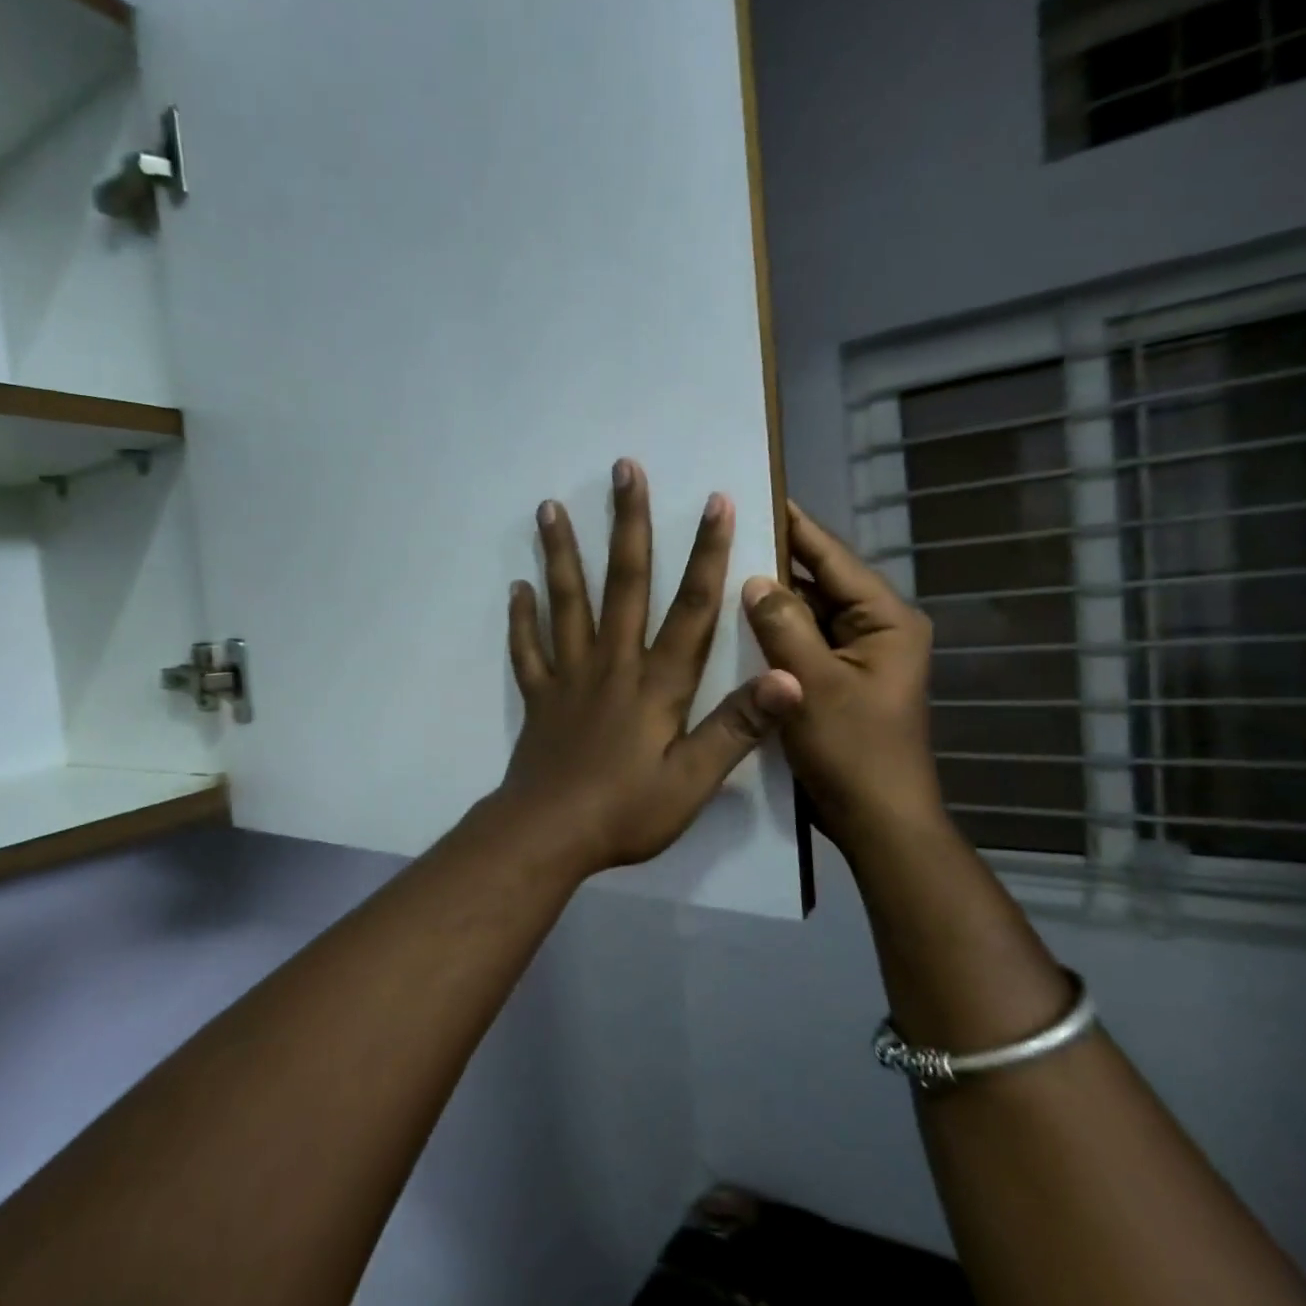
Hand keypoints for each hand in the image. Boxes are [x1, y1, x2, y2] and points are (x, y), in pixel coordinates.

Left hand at [491, 459, 802, 882]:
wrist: (549, 835)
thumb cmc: (627, 811)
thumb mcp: (694, 779)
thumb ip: (738, 727)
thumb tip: (788, 677)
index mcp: (657, 682)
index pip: (691, 607)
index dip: (707, 553)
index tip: (715, 501)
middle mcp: (612, 664)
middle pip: (623, 583)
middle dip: (628, 524)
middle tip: (622, 470)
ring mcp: (570, 677)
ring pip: (567, 602)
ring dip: (561, 553)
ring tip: (549, 507)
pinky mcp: (539, 697)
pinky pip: (528, 650)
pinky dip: (522, 619)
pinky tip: (516, 588)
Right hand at [740, 502, 945, 850]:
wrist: (876, 821)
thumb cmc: (853, 751)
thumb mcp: (812, 684)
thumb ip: (783, 626)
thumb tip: (754, 579)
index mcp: (885, 620)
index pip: (833, 558)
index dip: (795, 525)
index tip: (755, 494)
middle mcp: (874, 629)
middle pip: (818, 582)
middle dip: (774, 562)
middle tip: (722, 533)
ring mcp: (853, 656)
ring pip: (805, 614)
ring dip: (769, 599)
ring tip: (719, 569)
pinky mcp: (833, 680)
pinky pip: (800, 643)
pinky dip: (771, 633)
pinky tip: (732, 622)